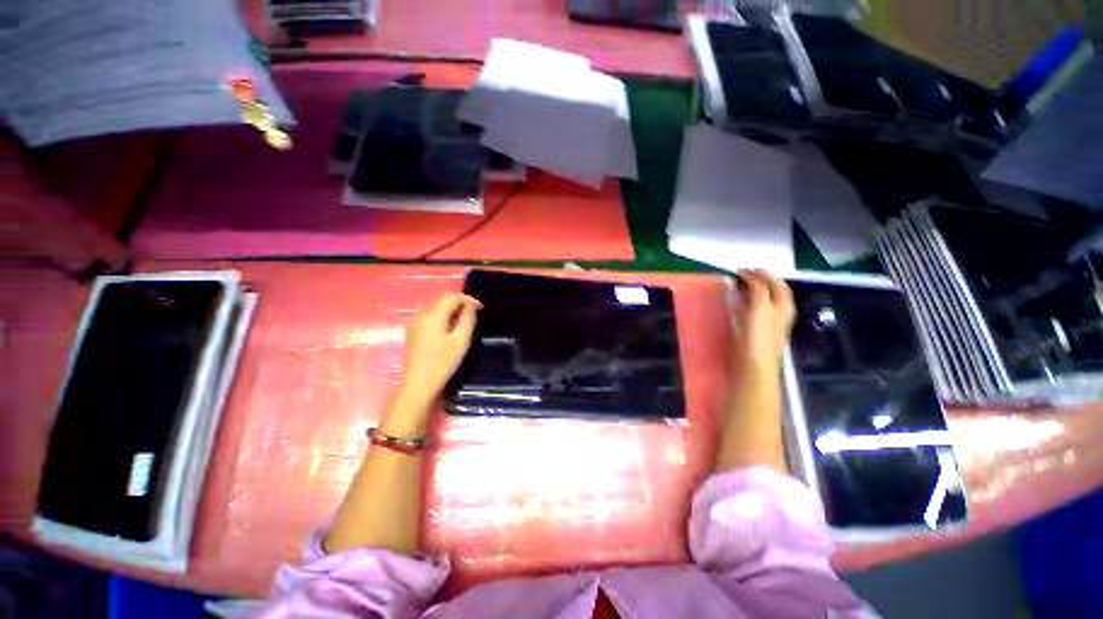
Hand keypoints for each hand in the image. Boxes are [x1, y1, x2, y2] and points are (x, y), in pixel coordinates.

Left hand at [396, 292, 481, 404]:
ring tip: (465, 320)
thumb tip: (471, 307)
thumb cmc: (442, 363)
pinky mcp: (412, 332)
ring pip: (436, 307)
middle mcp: (421, 314)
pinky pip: (430, 316)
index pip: (452, 296)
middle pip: (442, 299)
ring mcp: (414, 323)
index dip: (468, 299)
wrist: (418, 385)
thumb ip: (467, 320)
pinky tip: (450, 328)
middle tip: (475, 313)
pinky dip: (443, 316)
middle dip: (460, 302)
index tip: (481, 308)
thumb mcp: (461, 341)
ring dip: (451, 309)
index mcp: (433, 315)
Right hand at [735, 270, 794, 372]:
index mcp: (783, 305)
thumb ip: (757, 289)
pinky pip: (756, 310)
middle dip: (759, 280)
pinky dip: (748, 302)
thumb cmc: (758, 335)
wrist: (754, 365)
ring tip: (739, 286)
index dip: (760, 274)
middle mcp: (780, 312)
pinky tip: (740, 303)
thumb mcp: (760, 306)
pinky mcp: (759, 331)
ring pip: (764, 300)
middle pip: (773, 291)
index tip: (741, 269)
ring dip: (753, 290)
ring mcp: (770, 322)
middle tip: (742, 275)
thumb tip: (751, 276)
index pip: (775, 283)